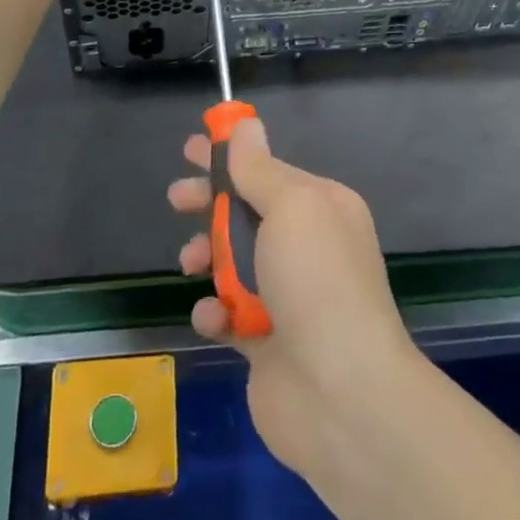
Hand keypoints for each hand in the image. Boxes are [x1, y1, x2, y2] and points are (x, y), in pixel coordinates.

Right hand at [169, 118, 420, 481]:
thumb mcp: (290, 207)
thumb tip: (247, 126)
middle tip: (177, 199)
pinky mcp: (268, 342)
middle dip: (210, 204)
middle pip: (247, 213)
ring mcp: (289, 296)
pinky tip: (215, 317)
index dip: (229, 157)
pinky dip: (216, 311)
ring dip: (208, 257)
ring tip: (190, 262)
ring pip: (234, 261)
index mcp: (321, 208)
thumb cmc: (316, 281)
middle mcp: (308, 247)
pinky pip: (230, 314)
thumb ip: (260, 169)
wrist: (342, 393)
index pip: (268, 170)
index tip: (191, 147)